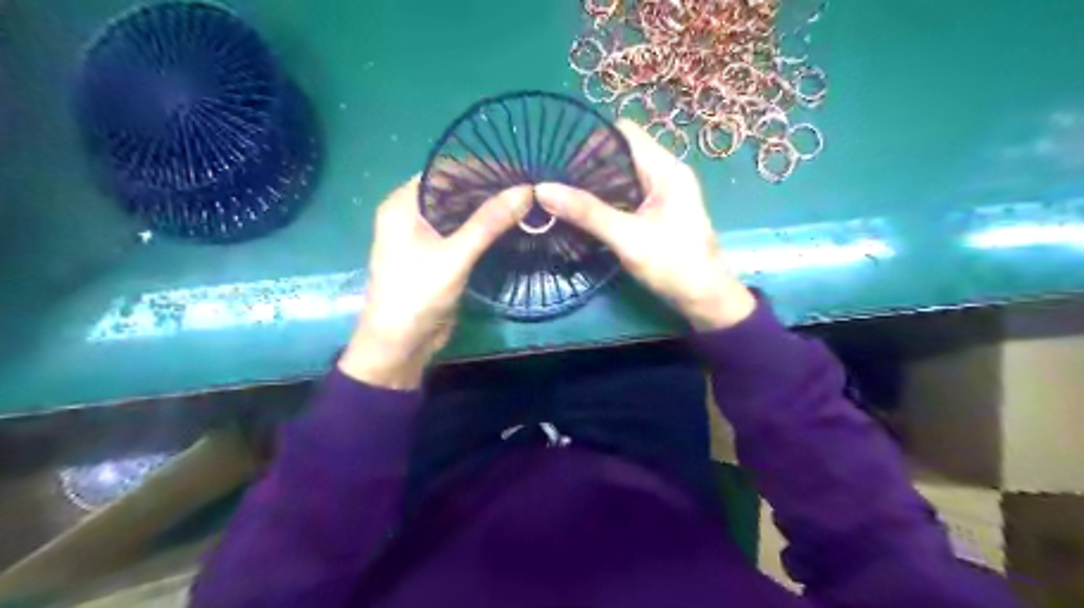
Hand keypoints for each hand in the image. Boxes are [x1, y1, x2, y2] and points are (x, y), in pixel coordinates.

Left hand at [336, 176, 530, 388]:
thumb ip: (488, 222)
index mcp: (403, 204)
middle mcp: (410, 213)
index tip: (515, 170)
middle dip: (487, 189)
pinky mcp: (436, 255)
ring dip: (487, 209)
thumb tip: (526, 190)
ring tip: (525, 203)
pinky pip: (461, 233)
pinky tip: (509, 227)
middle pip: (453, 191)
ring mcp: (423, 236)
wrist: (400, 345)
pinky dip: (483, 229)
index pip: (444, 171)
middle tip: (527, 188)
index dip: (479, 167)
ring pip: (459, 212)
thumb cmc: (417, 294)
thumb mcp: (454, 256)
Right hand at [535, 117, 754, 328]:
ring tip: (561, 195)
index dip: (591, 139)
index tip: (559, 157)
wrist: (705, 299)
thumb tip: (542, 189)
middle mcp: (665, 173)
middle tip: (554, 180)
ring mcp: (661, 194)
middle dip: (587, 165)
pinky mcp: (656, 213)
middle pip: (620, 154)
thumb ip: (587, 212)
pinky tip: (582, 213)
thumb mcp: (627, 238)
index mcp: (665, 168)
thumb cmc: (674, 265)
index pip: (624, 133)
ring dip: (593, 185)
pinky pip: (625, 196)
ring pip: (621, 177)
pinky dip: (604, 201)